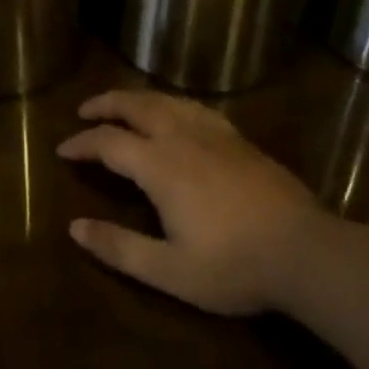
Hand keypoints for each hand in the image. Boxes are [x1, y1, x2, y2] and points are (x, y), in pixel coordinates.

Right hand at [58, 91, 328, 315]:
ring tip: (122, 105)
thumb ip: (120, 248)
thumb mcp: (170, 270)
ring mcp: (213, 133)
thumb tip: (75, 227)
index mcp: (160, 165)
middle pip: (135, 106)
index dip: (82, 142)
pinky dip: (170, 102)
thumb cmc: (234, 265)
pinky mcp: (237, 137)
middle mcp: (181, 136)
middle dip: (105, 104)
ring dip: (136, 98)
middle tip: (84, 111)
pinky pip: (193, 106)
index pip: (108, 142)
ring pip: (165, 100)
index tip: (63, 149)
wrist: (305, 251)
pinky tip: (174, 111)